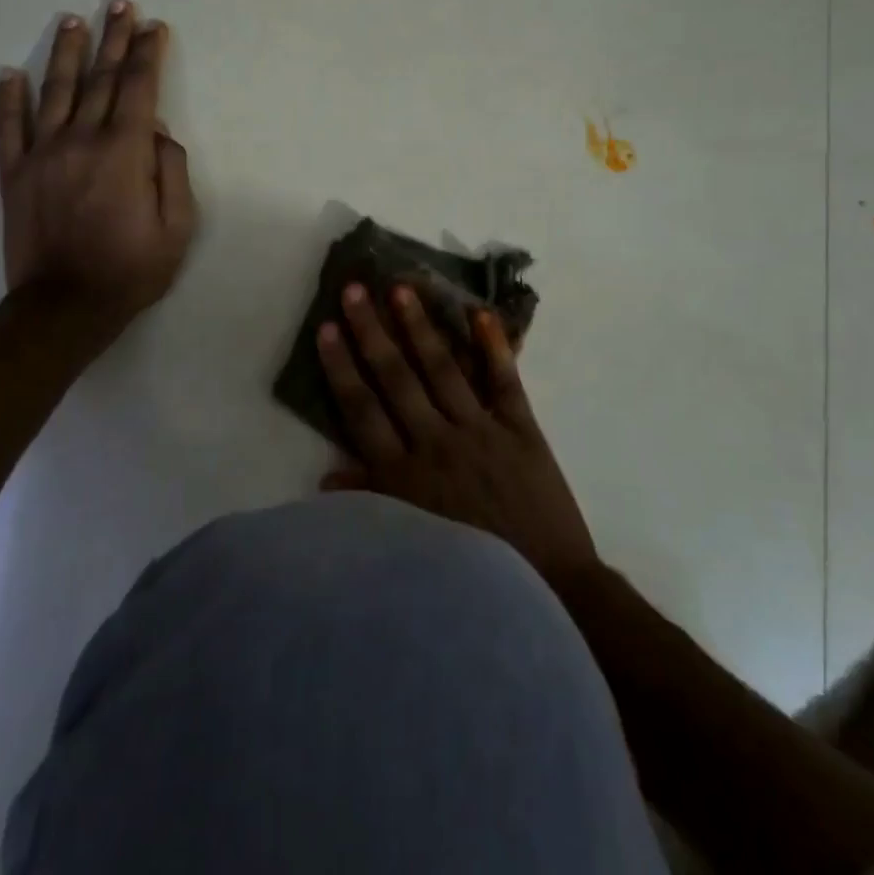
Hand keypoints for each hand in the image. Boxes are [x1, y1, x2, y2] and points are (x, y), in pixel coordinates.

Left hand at [0, 0, 196, 343]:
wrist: (66, 307)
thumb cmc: (132, 270)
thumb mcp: (177, 227)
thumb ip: (171, 171)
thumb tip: (158, 129)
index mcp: (125, 152)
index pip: (139, 88)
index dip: (147, 54)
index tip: (153, 26)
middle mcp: (82, 140)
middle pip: (101, 80)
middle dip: (114, 39)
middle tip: (119, 5)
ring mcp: (42, 154)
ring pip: (56, 91)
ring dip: (68, 53)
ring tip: (74, 20)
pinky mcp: (15, 174)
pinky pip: (8, 127)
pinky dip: (9, 98)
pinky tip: (11, 73)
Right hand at [317, 284, 596, 580]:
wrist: (547, 585)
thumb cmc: (469, 566)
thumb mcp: (410, 540)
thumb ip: (370, 502)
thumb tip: (326, 476)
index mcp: (404, 475)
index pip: (362, 410)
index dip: (341, 367)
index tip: (326, 329)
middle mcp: (436, 443)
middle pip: (396, 378)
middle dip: (372, 332)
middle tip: (354, 290)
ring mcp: (481, 432)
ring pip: (443, 370)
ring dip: (421, 328)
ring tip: (402, 289)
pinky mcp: (521, 430)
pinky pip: (505, 382)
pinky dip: (494, 348)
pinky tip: (481, 314)